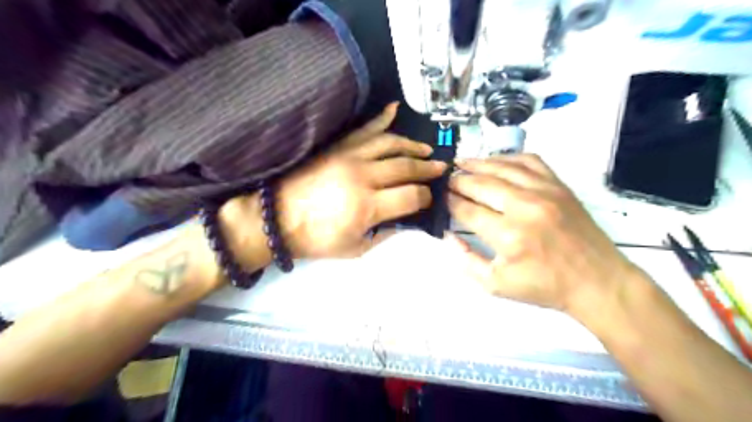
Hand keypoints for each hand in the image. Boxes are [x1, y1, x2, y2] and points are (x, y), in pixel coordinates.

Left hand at [230, 103, 444, 258]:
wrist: (277, 217)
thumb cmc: (316, 239)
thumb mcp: (355, 248)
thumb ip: (385, 233)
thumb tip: (405, 219)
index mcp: (368, 206)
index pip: (411, 195)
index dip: (426, 197)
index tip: (430, 197)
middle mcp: (363, 176)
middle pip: (406, 167)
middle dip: (427, 169)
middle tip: (440, 168)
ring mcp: (349, 156)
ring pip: (391, 143)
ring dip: (412, 145)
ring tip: (426, 150)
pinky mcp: (338, 146)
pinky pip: (364, 128)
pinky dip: (381, 117)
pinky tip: (394, 109)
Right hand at [446, 155, 638, 322]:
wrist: (596, 281)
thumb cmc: (543, 286)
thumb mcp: (496, 286)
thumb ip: (466, 260)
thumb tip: (448, 235)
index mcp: (508, 236)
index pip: (467, 210)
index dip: (450, 202)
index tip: (440, 197)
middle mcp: (524, 207)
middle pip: (481, 184)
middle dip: (458, 181)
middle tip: (446, 180)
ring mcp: (545, 192)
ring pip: (502, 167)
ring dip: (478, 163)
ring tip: (461, 162)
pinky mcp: (559, 186)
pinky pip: (530, 161)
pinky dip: (508, 157)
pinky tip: (496, 161)